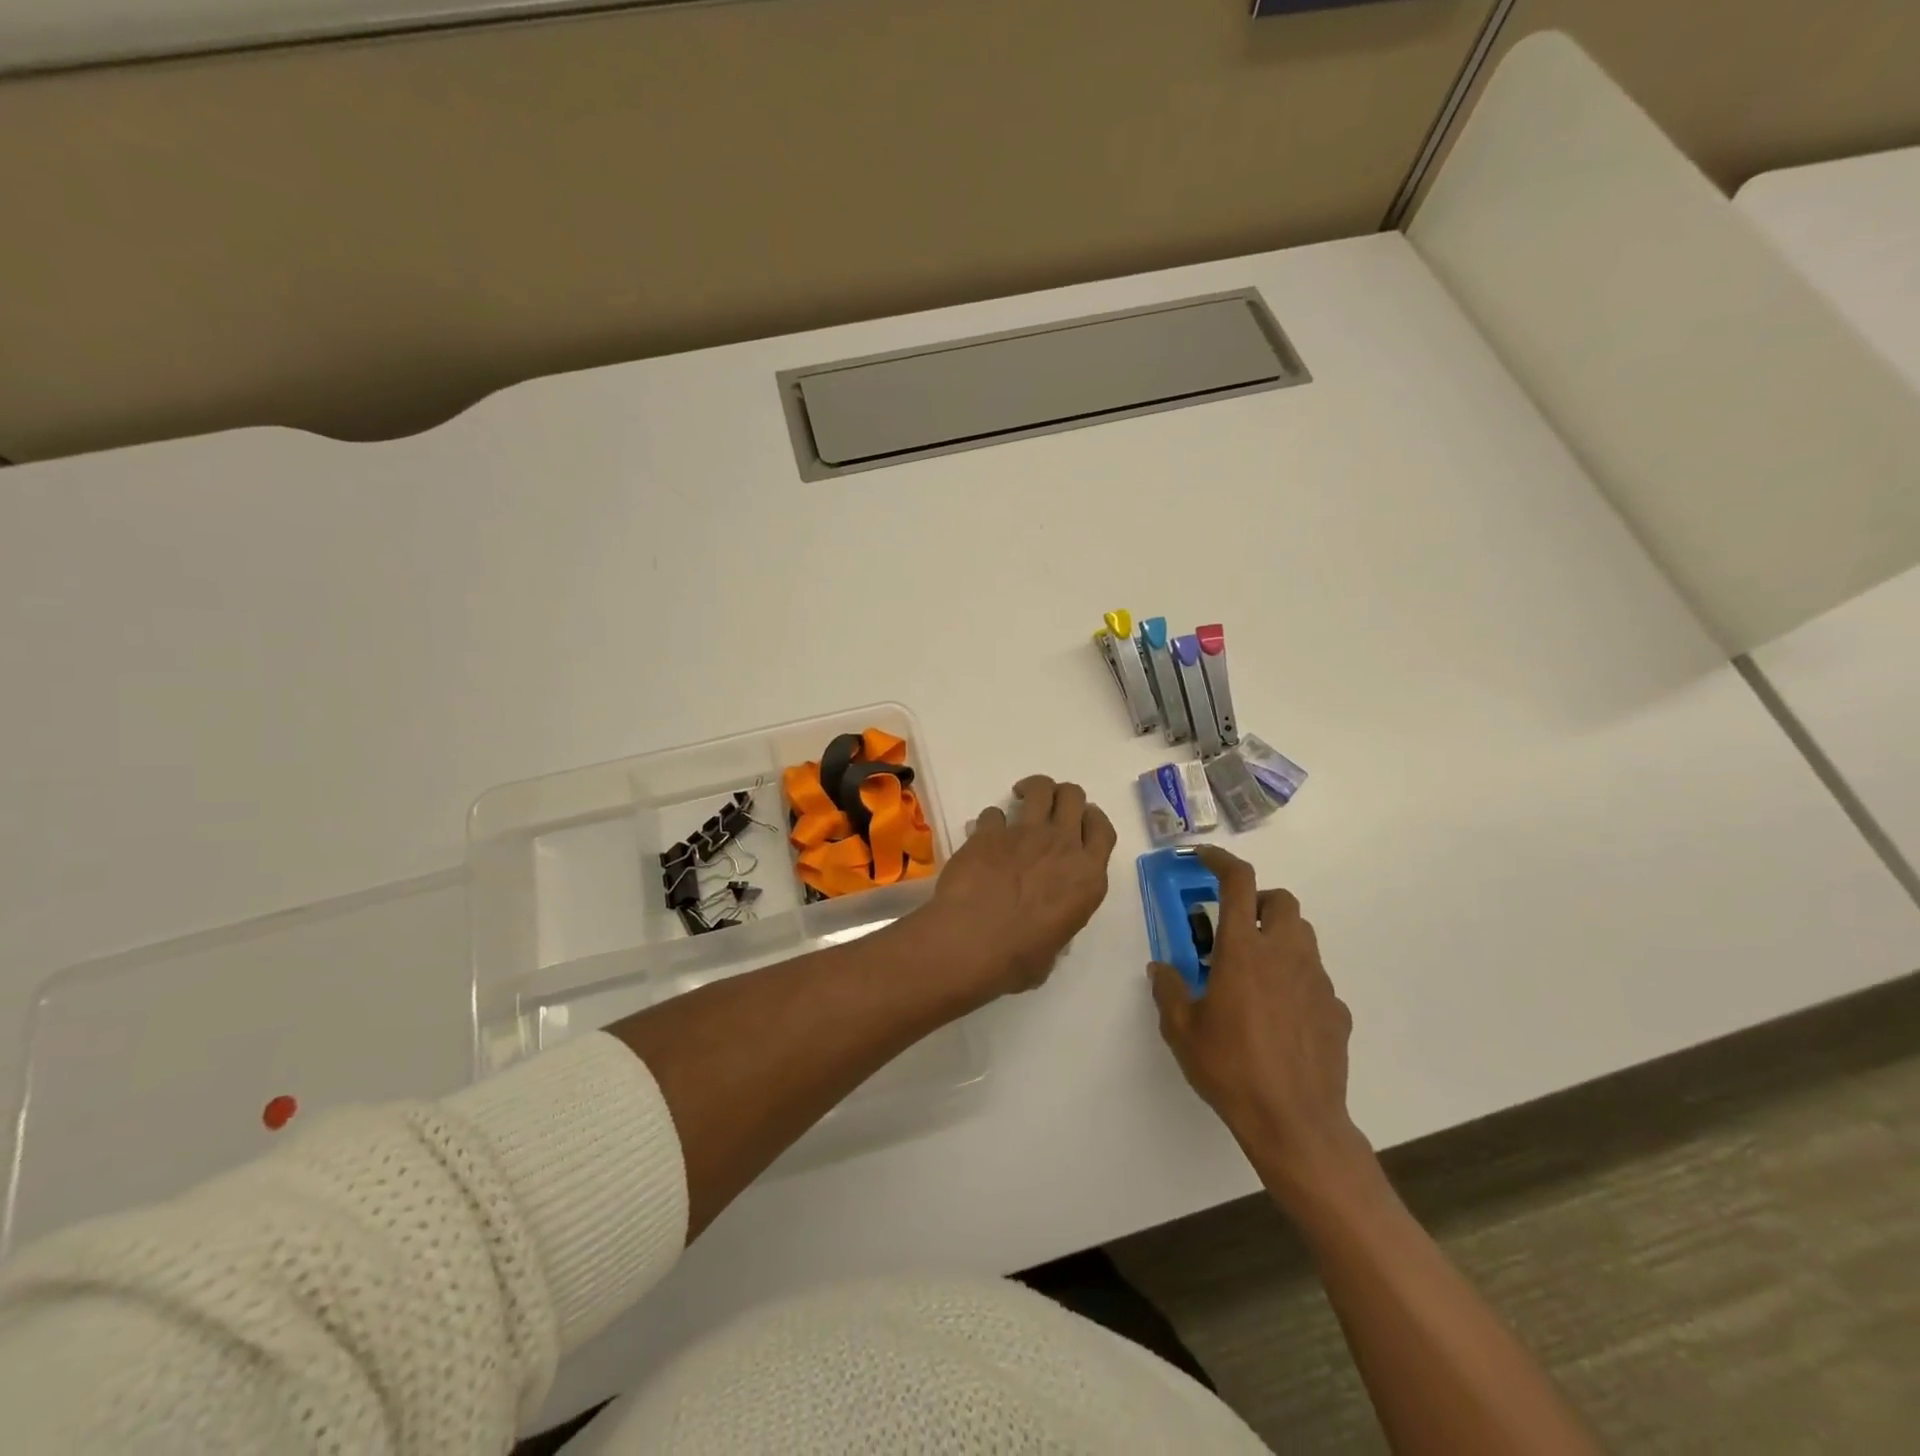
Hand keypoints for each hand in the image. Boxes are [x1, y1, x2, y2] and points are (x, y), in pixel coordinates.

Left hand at [911, 775, 1116, 997]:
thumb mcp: (1054, 948)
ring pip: (1040, 788)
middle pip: (1073, 796)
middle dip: (1063, 796)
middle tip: (1048, 808)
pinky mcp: (989, 832)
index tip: (1080, 821)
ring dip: (1032, 789)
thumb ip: (1058, 923)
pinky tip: (982, 836)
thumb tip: (1045, 925)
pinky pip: (993, 813)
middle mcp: (1062, 846)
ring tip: (1020, 798)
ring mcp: (1025, 834)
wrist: (971, 942)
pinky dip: (989, 821)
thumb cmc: (1017, 959)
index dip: (1092, 819)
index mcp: (1088, 877)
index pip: (1102, 829)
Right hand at [1151, 846, 1372, 1207]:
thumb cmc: (1231, 1069)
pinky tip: (1279, 1014)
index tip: (1203, 859)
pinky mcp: (1336, 1009)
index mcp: (1243, 951)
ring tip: (1253, 969)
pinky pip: (1315, 977)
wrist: (1296, 1123)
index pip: (1238, 882)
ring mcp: (1317, 981)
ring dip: (1277, 936)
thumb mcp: (1182, 1030)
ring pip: (1302, 935)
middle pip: (1281, 901)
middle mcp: (1285, 955)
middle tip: (1233, 926)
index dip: (1220, 861)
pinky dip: (1295, 978)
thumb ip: (1169, 990)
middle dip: (1257, 901)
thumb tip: (1162, 968)